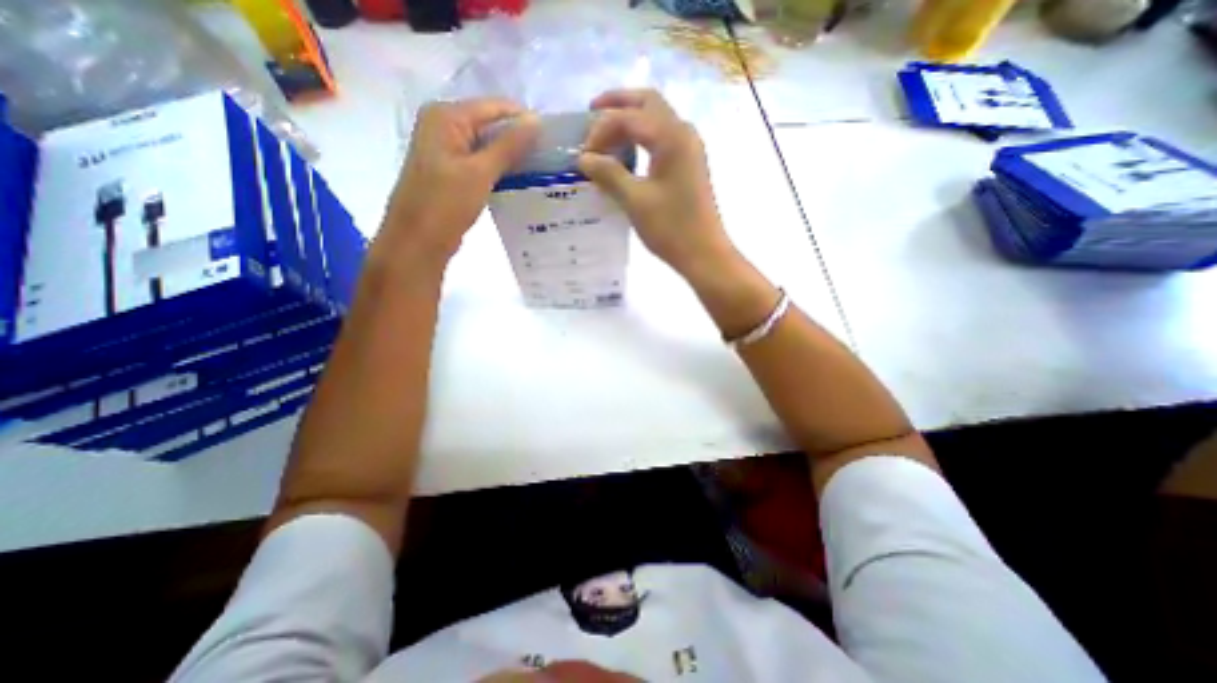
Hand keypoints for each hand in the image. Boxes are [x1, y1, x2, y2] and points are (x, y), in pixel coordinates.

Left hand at [378, 98, 534, 268]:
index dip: (525, 120)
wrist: (418, 241)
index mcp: (446, 116)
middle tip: (551, 157)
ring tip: (543, 168)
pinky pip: (483, 163)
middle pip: (491, 125)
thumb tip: (536, 122)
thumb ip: (508, 146)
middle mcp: (445, 126)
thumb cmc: (445, 203)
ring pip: (489, 146)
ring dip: (513, 157)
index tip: (554, 140)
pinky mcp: (453, 172)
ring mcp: (448, 150)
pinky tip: (523, 180)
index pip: (495, 107)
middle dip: (520, 139)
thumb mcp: (480, 172)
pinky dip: (502, 170)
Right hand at [576, 88, 734, 277]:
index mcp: (671, 137)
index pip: (629, 117)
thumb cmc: (671, 228)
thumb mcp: (635, 201)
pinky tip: (627, 154)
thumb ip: (609, 174)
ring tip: (605, 135)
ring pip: (656, 118)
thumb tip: (584, 158)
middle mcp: (683, 132)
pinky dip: (642, 137)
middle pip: (648, 102)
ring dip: (630, 119)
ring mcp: (689, 148)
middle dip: (617, 104)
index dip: (601, 130)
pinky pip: (662, 137)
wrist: (704, 253)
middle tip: (591, 114)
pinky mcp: (689, 163)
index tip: (583, 154)